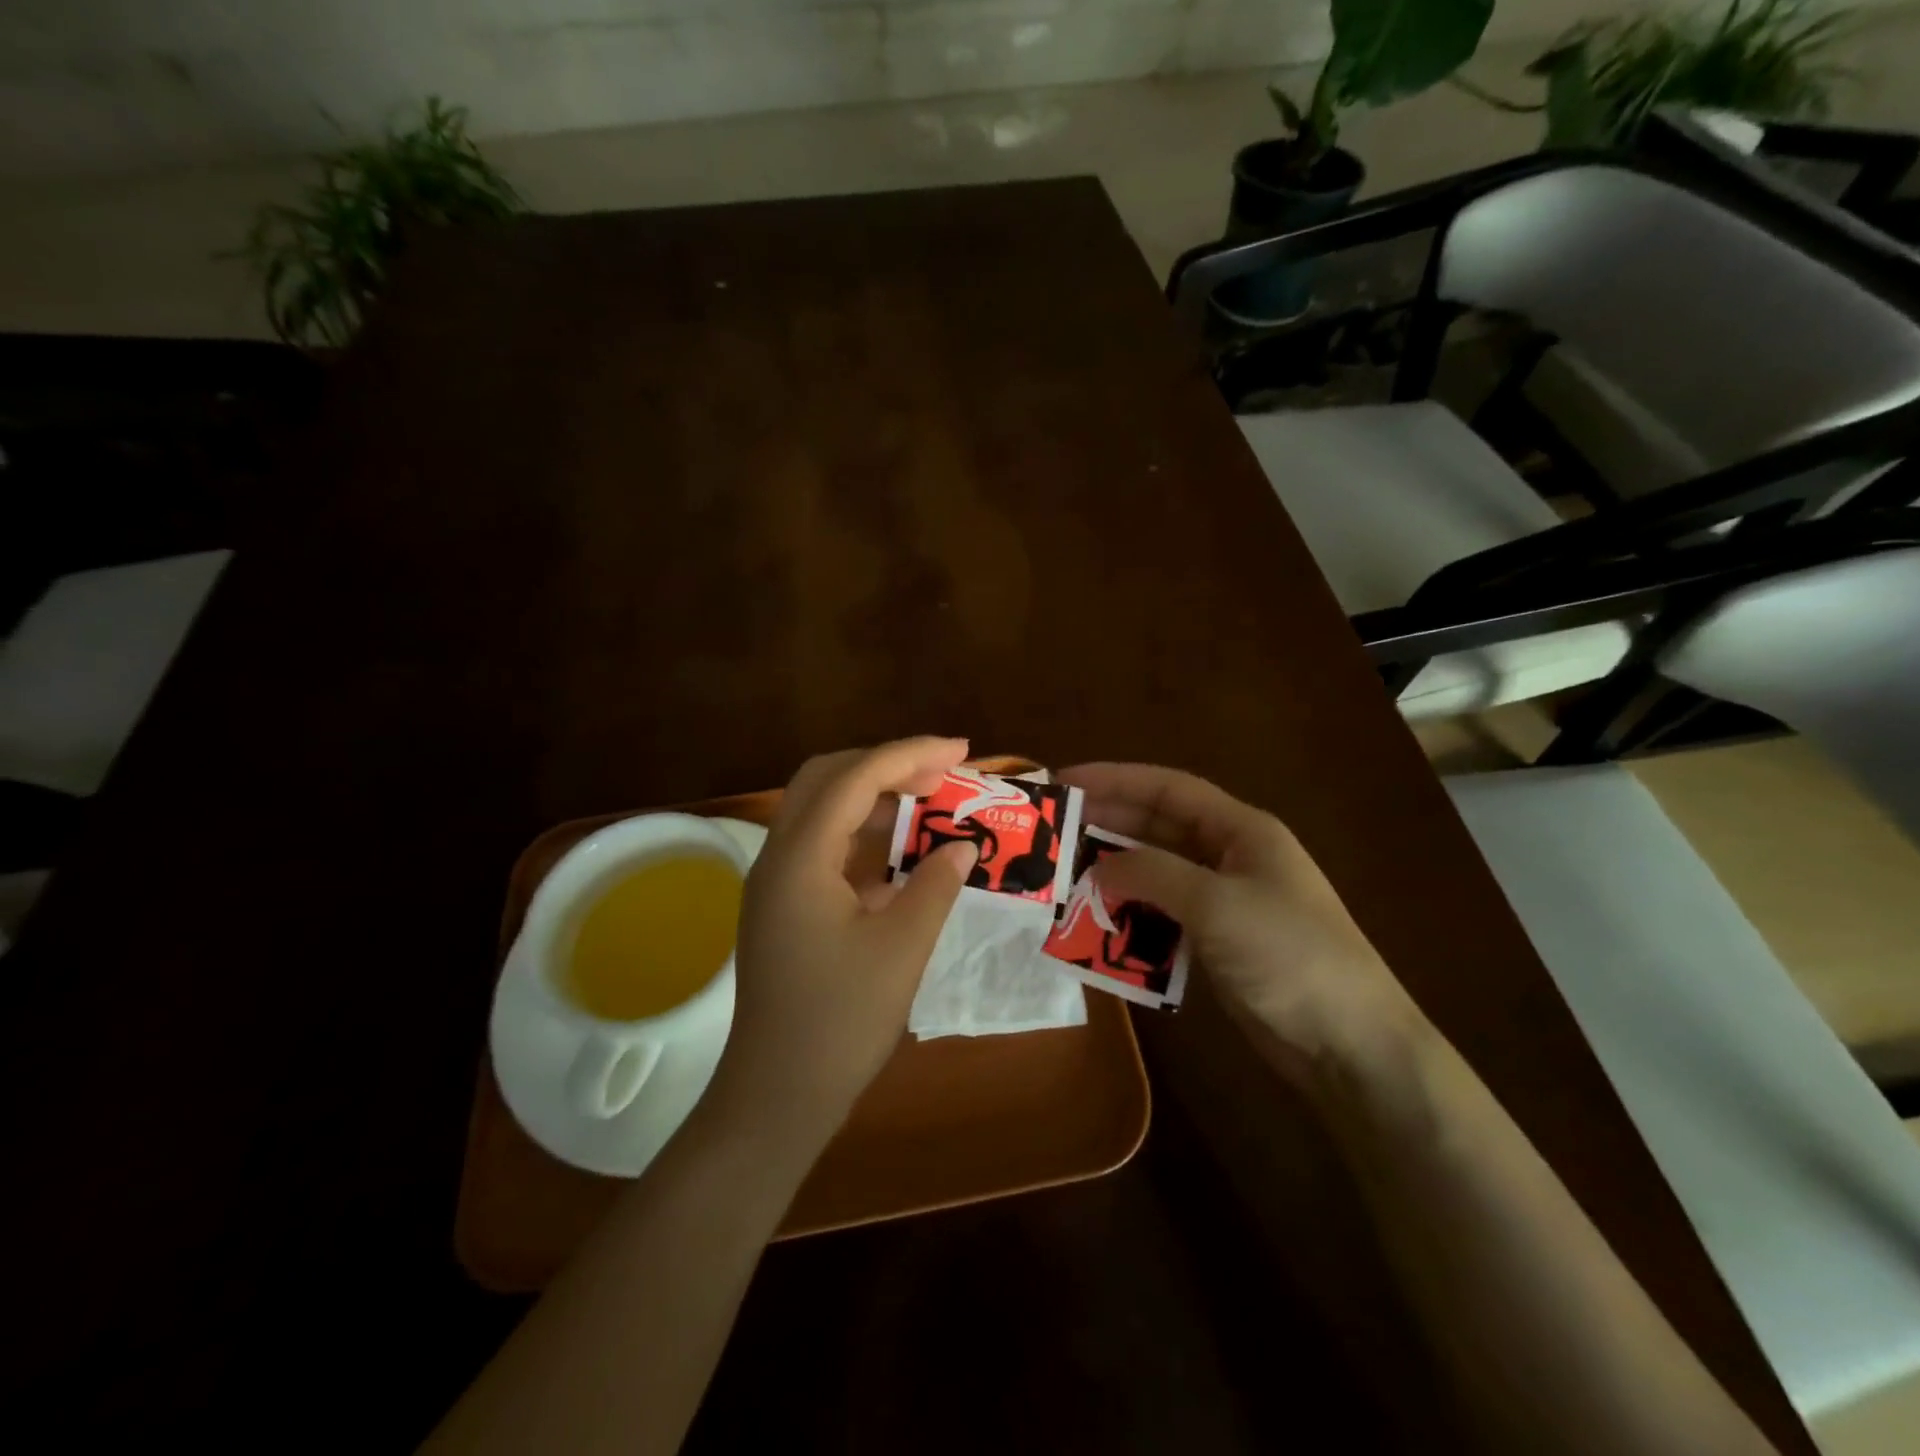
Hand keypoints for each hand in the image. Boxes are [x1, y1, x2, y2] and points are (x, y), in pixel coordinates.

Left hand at [707, 737, 978, 1151]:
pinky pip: (822, 847)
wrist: (777, 1096)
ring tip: (928, 803)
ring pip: (821, 811)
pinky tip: (901, 854)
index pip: (855, 778)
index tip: (960, 750)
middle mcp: (778, 856)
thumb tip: (962, 845)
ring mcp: (775, 882)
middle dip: (885, 764)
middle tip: (941, 771)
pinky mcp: (782, 906)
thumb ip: (935, 885)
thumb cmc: (840, 1022)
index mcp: (800, 857)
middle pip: (826, 778)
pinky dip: (862, 836)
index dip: (910, 754)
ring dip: (873, 798)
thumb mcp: (901, 948)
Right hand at [1060, 763, 1423, 1087]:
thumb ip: (1151, 875)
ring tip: (1064, 878)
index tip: (1064, 783)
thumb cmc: (1289, 955)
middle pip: (1158, 828)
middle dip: (1106, 826)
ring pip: (1157, 872)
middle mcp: (1231, 856)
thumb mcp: (1216, 904)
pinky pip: (1163, 914)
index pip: (1167, 789)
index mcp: (1241, 830)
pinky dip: (1132, 915)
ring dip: (1115, 874)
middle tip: (1053, 833)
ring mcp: (1225, 901)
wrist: (1350, 1045)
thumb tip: (1095, 869)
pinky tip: (1098, 924)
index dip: (1115, 779)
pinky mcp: (1218, 941)